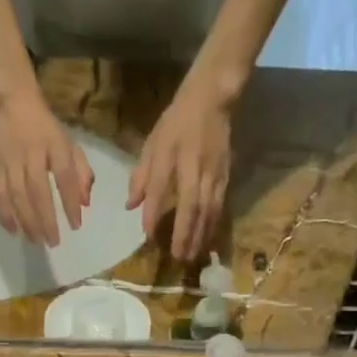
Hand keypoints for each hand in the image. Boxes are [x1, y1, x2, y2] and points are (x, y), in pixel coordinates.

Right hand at [0, 89, 93, 246]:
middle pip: (38, 190)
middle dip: (46, 219)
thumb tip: (84, 203)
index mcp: (54, 144)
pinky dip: (4, 213)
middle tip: (53, 242)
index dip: (70, 202)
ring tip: (36, 240)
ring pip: (17, 195)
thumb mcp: (69, 144)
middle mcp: (32, 152)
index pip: (64, 176)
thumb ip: (81, 172)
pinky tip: (13, 230)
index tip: (76, 225)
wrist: (12, 102)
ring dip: (26, 221)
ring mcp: (11, 160)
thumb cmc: (47, 129)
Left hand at [128, 80, 232, 261]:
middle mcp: (194, 166)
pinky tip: (207, 240)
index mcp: (171, 154)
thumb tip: (130, 206)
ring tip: (192, 256)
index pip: (160, 188)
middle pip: (191, 205)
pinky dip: (213, 226)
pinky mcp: (226, 176)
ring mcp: (213, 172)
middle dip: (184, 233)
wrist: (212, 99)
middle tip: (177, 257)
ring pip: (208, 209)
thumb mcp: (153, 143)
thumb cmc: (177, 122)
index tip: (148, 235)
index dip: (153, 213)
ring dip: (200, 235)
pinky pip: (219, 206)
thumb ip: (141, 175)